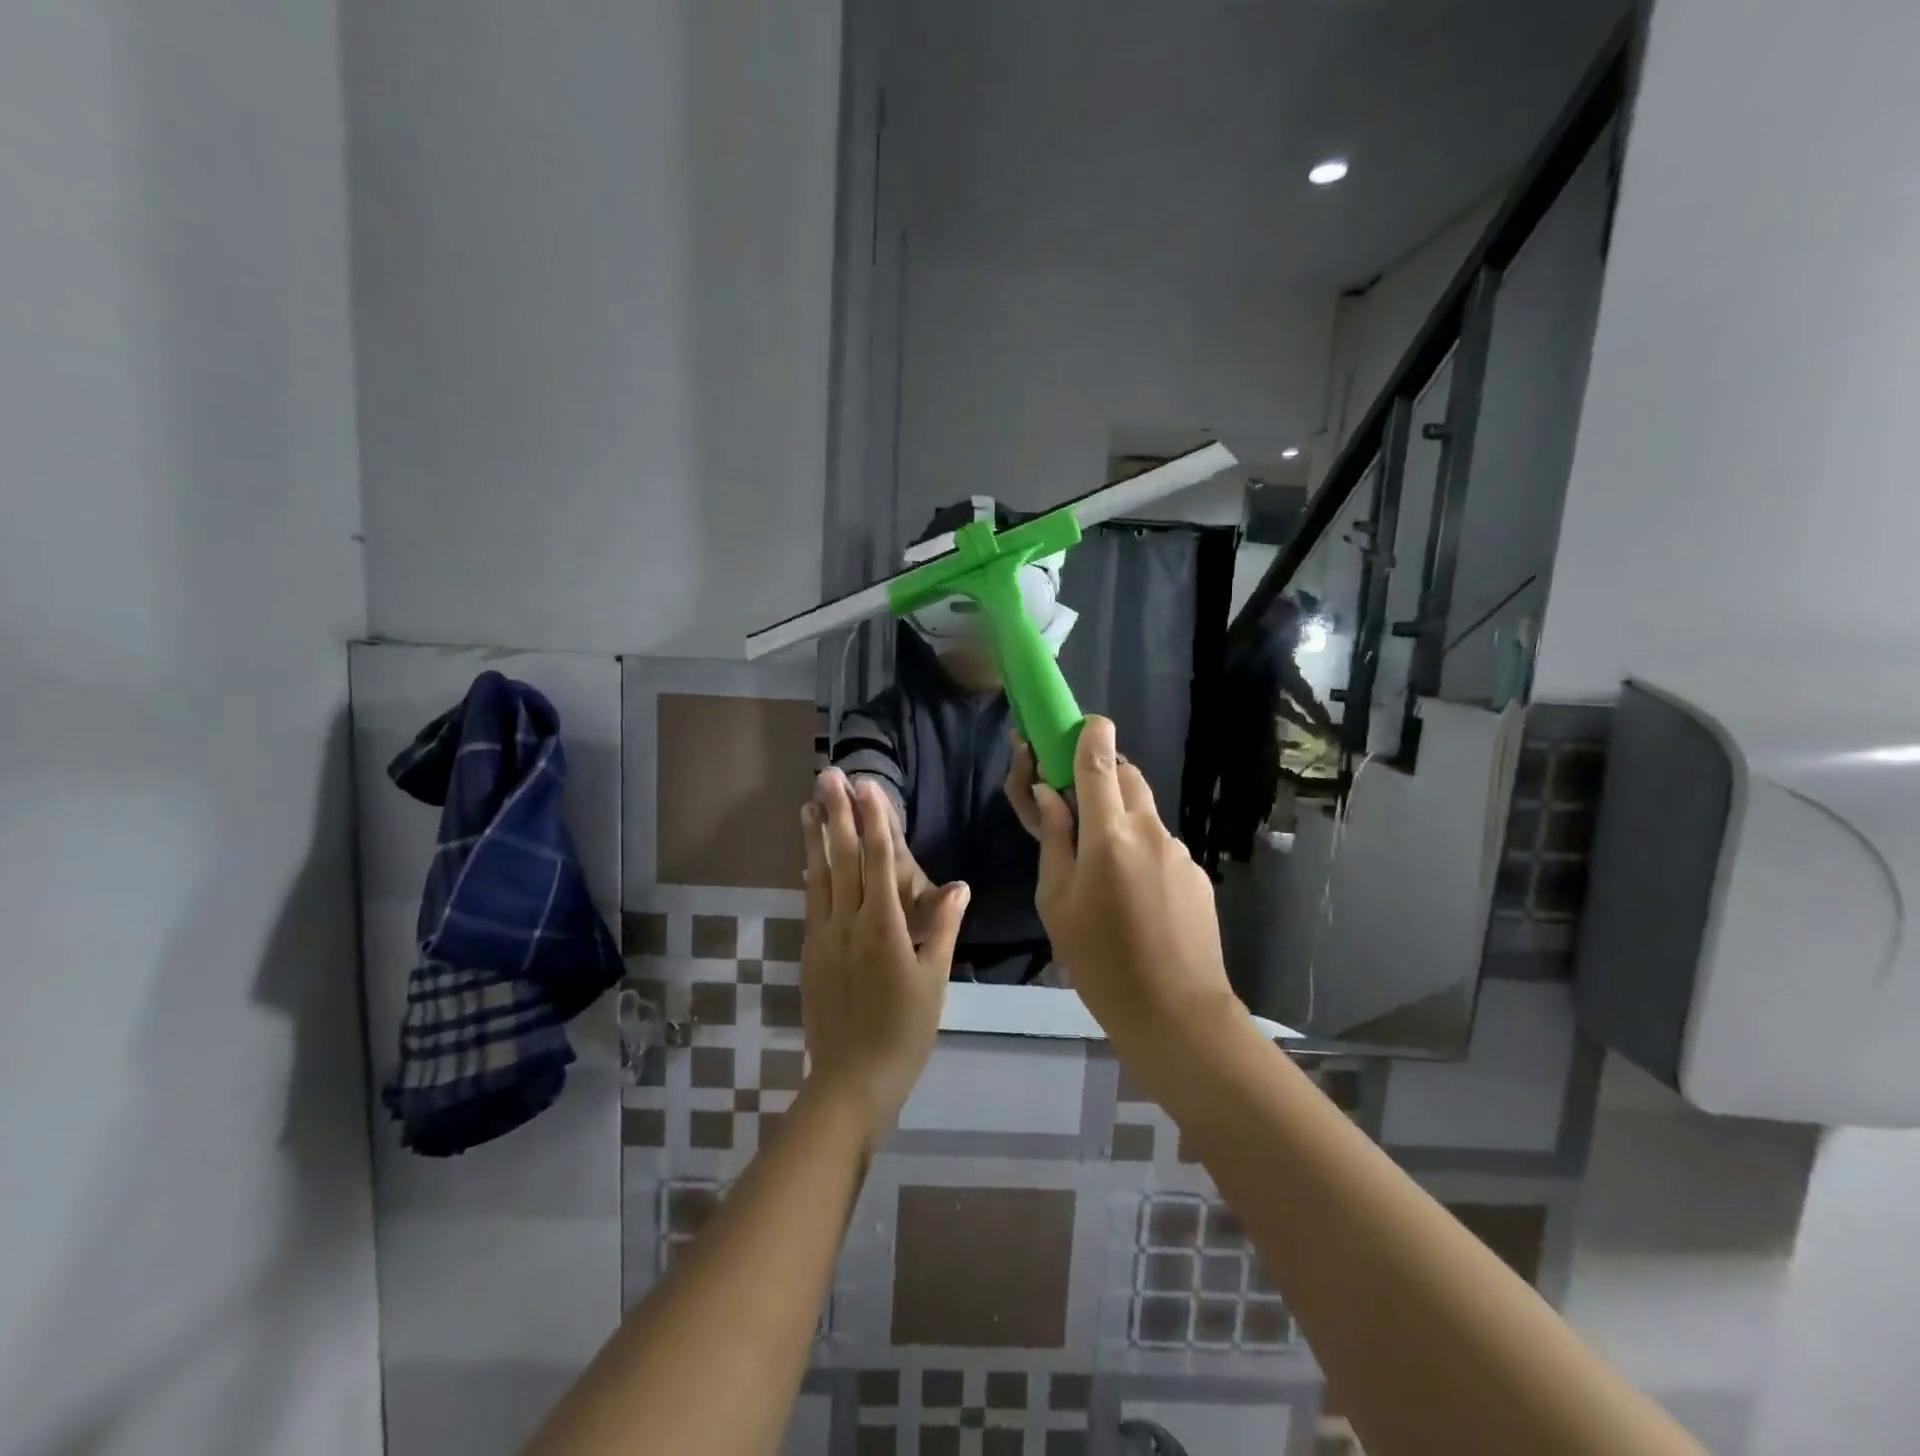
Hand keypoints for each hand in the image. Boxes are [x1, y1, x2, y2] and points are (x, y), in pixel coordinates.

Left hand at [800, 771, 968, 1138]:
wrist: (852, 1080)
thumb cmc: (905, 1031)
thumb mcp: (934, 981)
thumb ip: (942, 928)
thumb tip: (959, 885)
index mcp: (884, 928)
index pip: (878, 862)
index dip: (873, 821)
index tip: (867, 786)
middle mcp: (848, 924)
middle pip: (843, 859)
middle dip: (837, 815)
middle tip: (828, 776)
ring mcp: (824, 937)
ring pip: (820, 876)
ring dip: (815, 838)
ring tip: (809, 804)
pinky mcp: (811, 953)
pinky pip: (811, 903)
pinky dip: (810, 875)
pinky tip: (807, 859)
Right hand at [1005, 718, 1240, 1058]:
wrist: (1175, 1013)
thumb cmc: (1100, 960)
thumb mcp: (1057, 901)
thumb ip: (1055, 840)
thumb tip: (1051, 796)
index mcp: (1109, 836)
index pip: (1101, 765)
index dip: (1092, 736)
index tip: (1086, 723)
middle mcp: (1150, 832)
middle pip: (1129, 779)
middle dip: (1105, 774)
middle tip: (1080, 803)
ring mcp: (1180, 853)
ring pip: (1146, 814)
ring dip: (1123, 818)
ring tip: (1104, 867)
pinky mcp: (1197, 875)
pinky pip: (1163, 846)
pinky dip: (1143, 850)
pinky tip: (1135, 896)